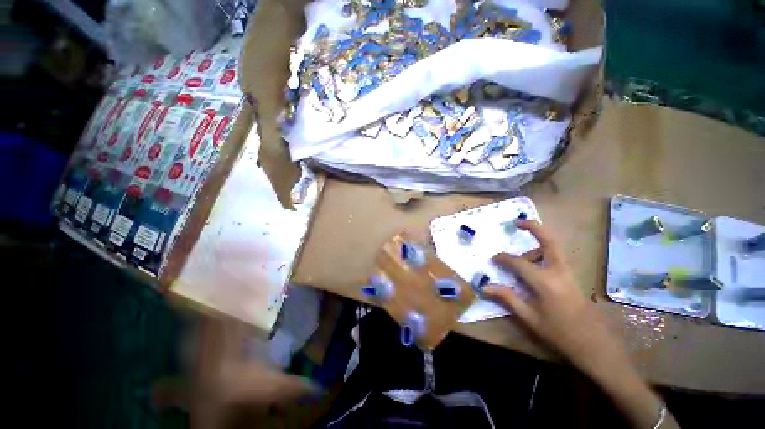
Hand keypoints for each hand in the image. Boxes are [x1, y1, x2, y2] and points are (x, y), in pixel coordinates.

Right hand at [485, 220, 679, 428]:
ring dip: (537, 244)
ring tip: (522, 256)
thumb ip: (507, 298)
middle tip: (517, 222)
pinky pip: (556, 257)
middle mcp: (558, 271)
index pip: (518, 262)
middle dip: (533, 227)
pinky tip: (535, 266)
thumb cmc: (559, 333)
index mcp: (545, 281)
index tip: (493, 258)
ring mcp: (568, 272)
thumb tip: (485, 287)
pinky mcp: (572, 277)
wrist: (594, 345)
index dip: (503, 258)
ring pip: (554, 248)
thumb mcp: (529, 318)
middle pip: (549, 241)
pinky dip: (543, 253)